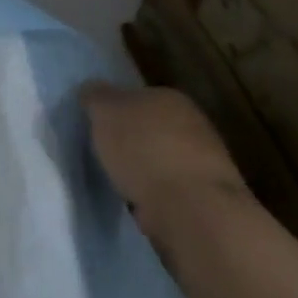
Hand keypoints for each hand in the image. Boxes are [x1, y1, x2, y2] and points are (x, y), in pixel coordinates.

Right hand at [80, 84, 248, 242]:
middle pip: (152, 126)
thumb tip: (91, 89)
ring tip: (119, 180)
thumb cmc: (143, 149)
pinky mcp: (205, 197)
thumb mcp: (104, 111)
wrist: (190, 208)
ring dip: (145, 167)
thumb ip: (95, 96)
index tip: (97, 124)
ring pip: (162, 158)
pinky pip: (170, 187)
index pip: (136, 95)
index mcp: (169, 96)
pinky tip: (139, 201)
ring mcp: (204, 161)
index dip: (115, 109)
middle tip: (105, 152)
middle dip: (132, 138)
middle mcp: (193, 122)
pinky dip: (155, 192)